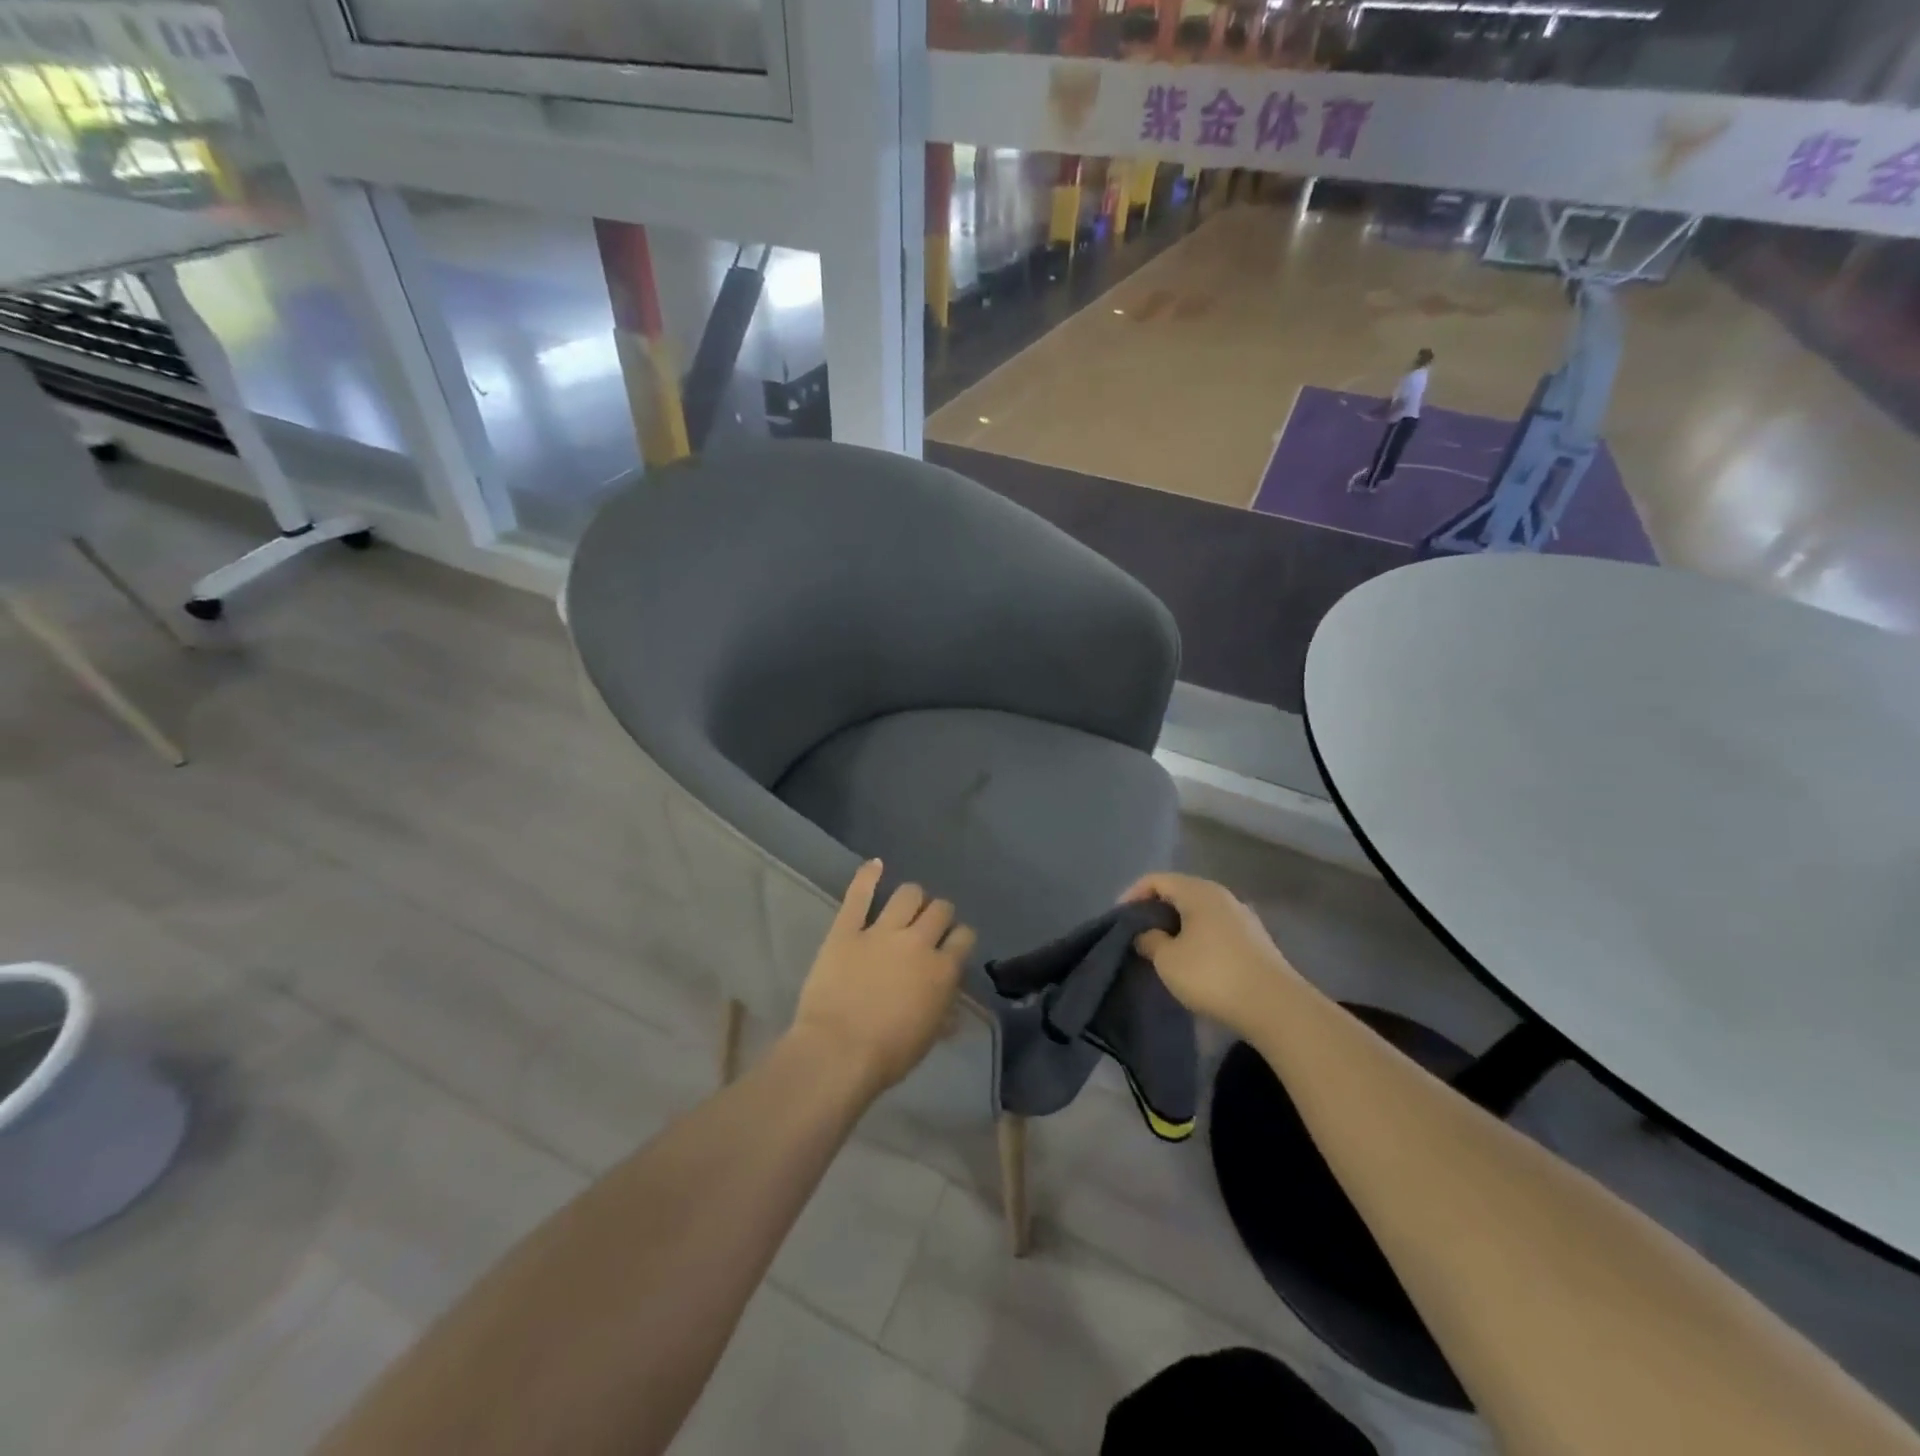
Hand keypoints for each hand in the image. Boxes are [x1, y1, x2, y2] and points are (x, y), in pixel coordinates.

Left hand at [790, 860, 973, 1096]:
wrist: (838, 1052)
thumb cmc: (887, 1055)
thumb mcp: (927, 1039)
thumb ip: (943, 1015)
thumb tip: (951, 1008)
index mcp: (942, 970)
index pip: (964, 937)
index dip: (959, 938)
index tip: (953, 945)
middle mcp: (918, 942)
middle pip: (940, 909)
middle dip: (939, 915)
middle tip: (929, 927)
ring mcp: (881, 931)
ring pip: (908, 894)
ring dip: (912, 898)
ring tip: (907, 906)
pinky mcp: (847, 929)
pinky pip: (859, 894)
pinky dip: (868, 876)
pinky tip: (874, 865)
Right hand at [1121, 873, 1297, 1037]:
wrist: (1276, 1007)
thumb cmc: (1212, 975)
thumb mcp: (1167, 959)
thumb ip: (1149, 940)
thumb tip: (1146, 933)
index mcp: (1198, 891)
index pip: (1156, 880)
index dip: (1132, 895)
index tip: (1119, 921)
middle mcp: (1222, 896)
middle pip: (1179, 893)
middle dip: (1155, 911)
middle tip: (1137, 935)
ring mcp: (1243, 918)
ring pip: (1199, 912)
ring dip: (1177, 927)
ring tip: (1162, 950)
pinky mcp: (1255, 941)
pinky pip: (1216, 929)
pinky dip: (1197, 938)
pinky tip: (1192, 962)